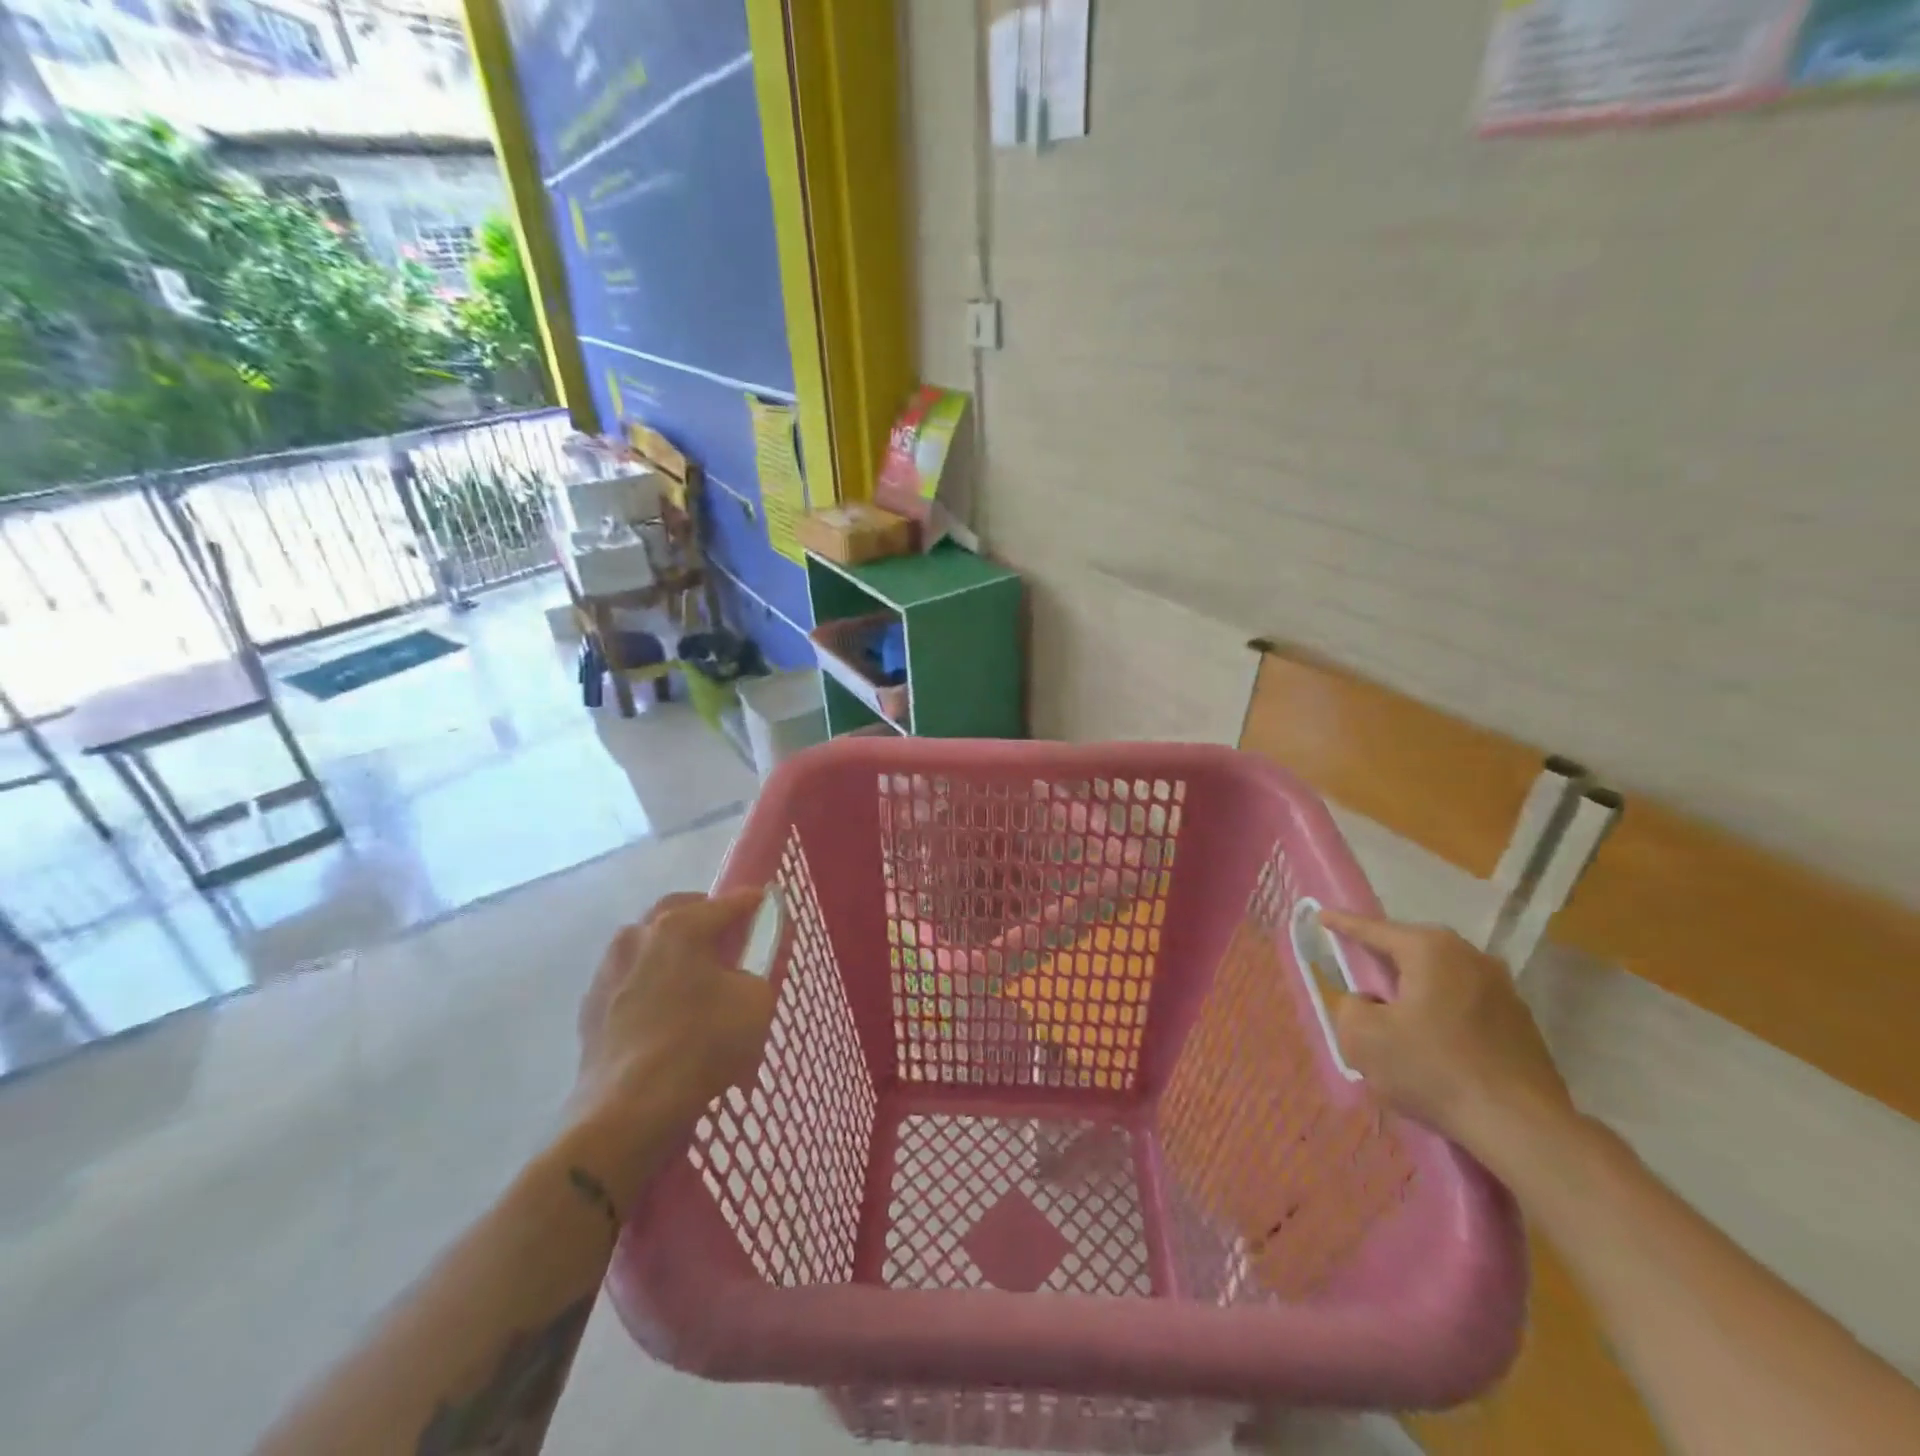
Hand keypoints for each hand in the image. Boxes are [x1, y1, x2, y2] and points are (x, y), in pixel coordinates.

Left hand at [569, 890, 777, 1152]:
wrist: (628, 1110)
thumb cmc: (701, 1045)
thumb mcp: (755, 1002)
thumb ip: (756, 970)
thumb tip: (741, 968)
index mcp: (680, 926)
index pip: (726, 903)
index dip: (752, 902)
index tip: (766, 902)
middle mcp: (638, 935)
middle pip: (678, 912)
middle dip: (705, 916)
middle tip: (727, 937)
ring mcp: (608, 970)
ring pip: (648, 944)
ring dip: (672, 949)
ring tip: (694, 975)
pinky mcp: (591, 1006)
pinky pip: (630, 978)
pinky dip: (650, 981)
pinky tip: (665, 1008)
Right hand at [1319, 911, 1574, 1156]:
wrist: (1523, 1128)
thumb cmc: (1433, 1070)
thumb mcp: (1362, 1038)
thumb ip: (1350, 1007)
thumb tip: (1368, 1003)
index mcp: (1430, 950)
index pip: (1374, 929)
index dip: (1343, 924)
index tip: (1322, 915)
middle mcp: (1470, 957)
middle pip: (1412, 950)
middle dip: (1384, 959)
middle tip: (1359, 972)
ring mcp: (1503, 989)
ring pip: (1441, 978)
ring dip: (1416, 989)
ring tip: (1396, 1014)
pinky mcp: (1522, 1023)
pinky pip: (1465, 1004)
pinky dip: (1442, 1013)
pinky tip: (1433, 1043)